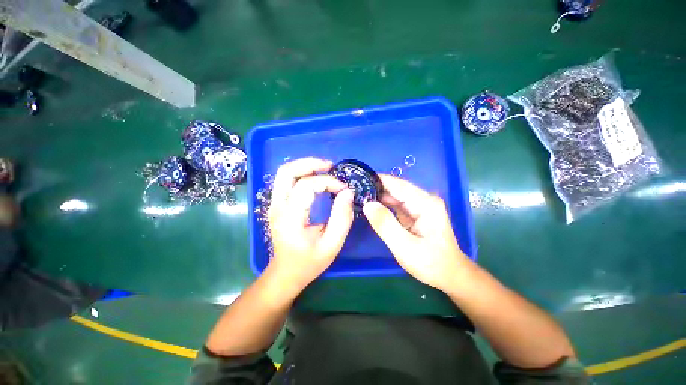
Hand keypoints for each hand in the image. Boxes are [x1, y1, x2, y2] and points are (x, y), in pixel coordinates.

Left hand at [267, 158, 354, 289]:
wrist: (286, 273)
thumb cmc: (309, 262)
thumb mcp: (332, 244)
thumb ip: (342, 218)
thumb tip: (347, 193)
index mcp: (290, 217)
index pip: (306, 186)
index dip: (328, 182)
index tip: (343, 190)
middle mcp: (277, 206)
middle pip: (287, 171)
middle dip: (311, 164)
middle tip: (331, 166)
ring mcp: (274, 204)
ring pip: (284, 173)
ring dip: (305, 166)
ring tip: (325, 169)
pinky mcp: (277, 204)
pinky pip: (286, 180)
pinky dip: (302, 173)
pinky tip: (316, 178)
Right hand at [362, 175, 469, 291]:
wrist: (450, 276)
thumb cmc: (431, 263)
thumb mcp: (404, 246)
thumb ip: (385, 224)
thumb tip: (367, 204)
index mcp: (425, 203)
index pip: (397, 185)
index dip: (377, 180)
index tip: (358, 179)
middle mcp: (424, 200)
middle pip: (396, 189)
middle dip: (375, 188)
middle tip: (354, 190)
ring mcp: (420, 206)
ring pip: (395, 196)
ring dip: (378, 196)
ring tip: (359, 195)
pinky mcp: (415, 214)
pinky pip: (396, 205)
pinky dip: (383, 205)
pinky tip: (371, 206)